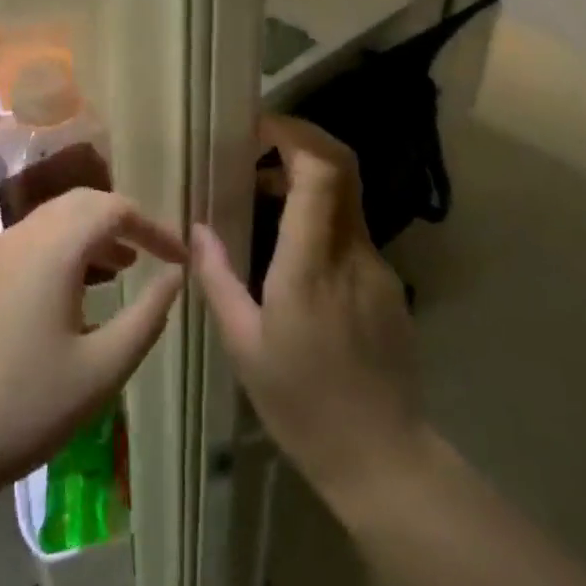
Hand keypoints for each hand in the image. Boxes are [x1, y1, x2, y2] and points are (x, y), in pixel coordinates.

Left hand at [0, 189, 185, 511]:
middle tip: (149, 255)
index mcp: (54, 247)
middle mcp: (19, 236)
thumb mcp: (101, 370)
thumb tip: (175, 278)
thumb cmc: (23, 408)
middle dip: (120, 221)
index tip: (180, 257)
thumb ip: (146, 317)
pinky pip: (23, 246)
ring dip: (87, 237)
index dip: (154, 227)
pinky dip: (56, 253)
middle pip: (79, 203)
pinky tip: (63, 298)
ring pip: (48, 223)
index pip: (115, 209)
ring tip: (116, 271)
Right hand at [193, 115, 427, 513]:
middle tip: (258, 145)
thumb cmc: (303, 404)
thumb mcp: (244, 346)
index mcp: (310, 265)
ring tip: (262, 194)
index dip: (294, 133)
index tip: (257, 128)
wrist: (384, 458)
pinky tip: (291, 247)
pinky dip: (319, 213)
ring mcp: (377, 266)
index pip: (321, 171)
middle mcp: (351, 253)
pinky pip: (351, 228)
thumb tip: (197, 229)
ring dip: (307, 176)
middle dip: (303, 138)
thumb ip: (218, 279)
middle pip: (343, 166)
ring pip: (347, 194)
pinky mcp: (388, 282)